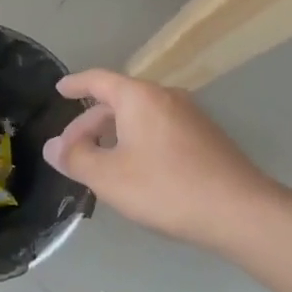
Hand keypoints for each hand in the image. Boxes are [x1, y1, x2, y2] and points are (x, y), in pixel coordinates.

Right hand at [44, 69, 279, 248]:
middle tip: (70, 151)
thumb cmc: (165, 188)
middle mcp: (165, 97)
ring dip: (113, 135)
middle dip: (89, 124)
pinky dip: (136, 142)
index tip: (59, 90)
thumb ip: (76, 159)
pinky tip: (134, 171)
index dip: (76, 84)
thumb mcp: (109, 177)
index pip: (98, 80)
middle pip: (117, 101)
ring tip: (98, 163)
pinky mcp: (204, 138)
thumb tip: (52, 146)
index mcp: (139, 97)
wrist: (239, 211)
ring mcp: (189, 116)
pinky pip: (158, 130)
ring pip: (139, 118)